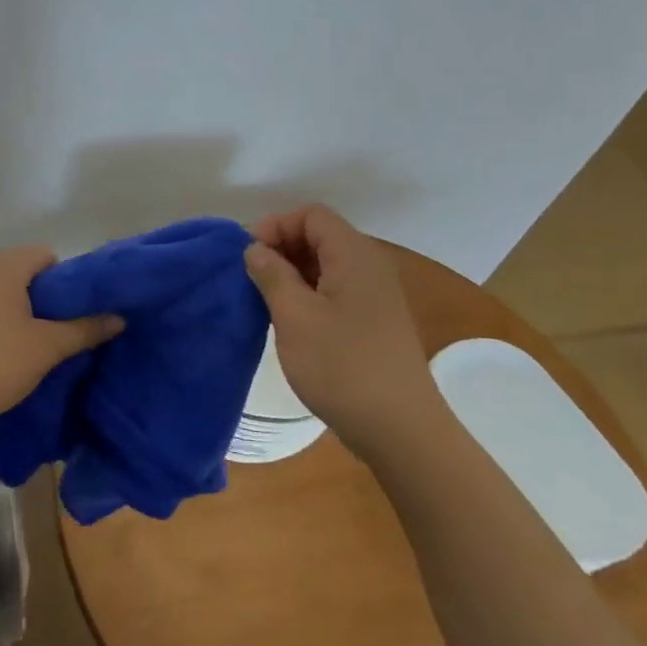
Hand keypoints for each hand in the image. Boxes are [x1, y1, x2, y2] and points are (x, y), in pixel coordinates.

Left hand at [0, 246, 123, 431]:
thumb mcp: (47, 348)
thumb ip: (85, 328)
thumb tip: (119, 317)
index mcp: (3, 264)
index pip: (46, 256)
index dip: (65, 282)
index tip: (71, 314)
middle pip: (21, 270)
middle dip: (40, 296)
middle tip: (53, 332)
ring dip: (14, 307)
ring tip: (25, 343)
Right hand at [243, 205, 439, 433]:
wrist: (400, 430)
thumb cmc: (342, 367)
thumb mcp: (295, 316)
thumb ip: (272, 274)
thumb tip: (255, 249)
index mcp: (354, 255)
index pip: (311, 215)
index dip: (275, 225)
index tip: (246, 255)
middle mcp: (369, 267)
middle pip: (319, 236)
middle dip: (280, 248)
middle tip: (249, 277)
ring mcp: (374, 296)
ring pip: (325, 265)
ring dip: (291, 273)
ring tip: (263, 300)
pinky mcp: (373, 322)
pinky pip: (334, 290)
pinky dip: (307, 294)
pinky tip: (288, 320)